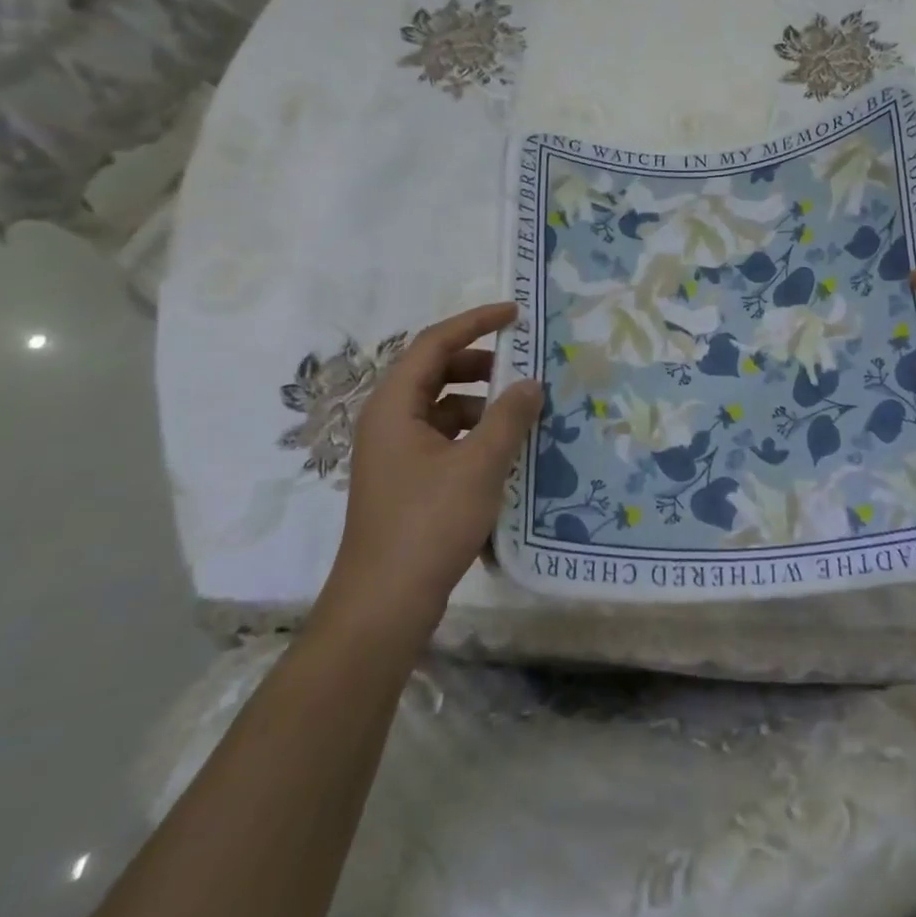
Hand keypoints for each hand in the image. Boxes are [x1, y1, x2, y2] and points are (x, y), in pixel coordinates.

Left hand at [312, 302, 541, 657]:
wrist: (385, 602)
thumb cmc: (429, 523)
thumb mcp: (479, 464)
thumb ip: (508, 417)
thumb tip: (530, 383)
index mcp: (394, 406)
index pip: (434, 344)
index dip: (475, 322)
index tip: (515, 314)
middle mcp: (388, 421)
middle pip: (435, 372)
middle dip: (480, 363)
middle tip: (522, 366)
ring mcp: (396, 453)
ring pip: (441, 407)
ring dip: (480, 402)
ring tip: (522, 412)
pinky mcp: (408, 481)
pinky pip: (444, 438)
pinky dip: (474, 433)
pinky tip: (505, 450)